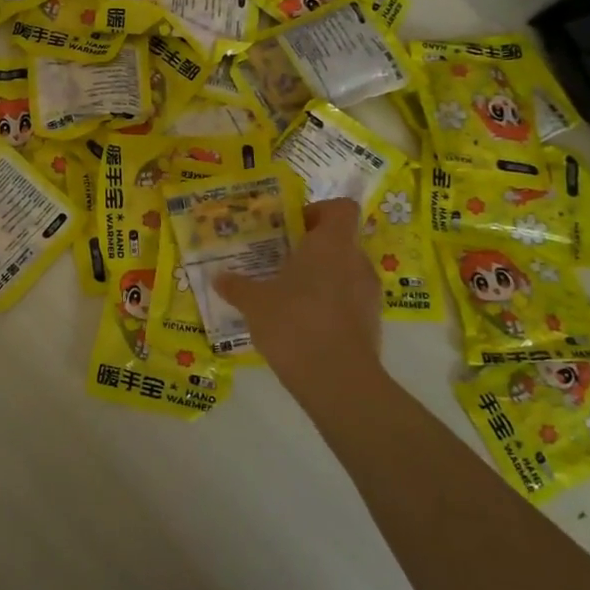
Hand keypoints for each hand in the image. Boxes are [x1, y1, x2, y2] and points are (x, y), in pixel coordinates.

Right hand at [215, 199, 387, 413]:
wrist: (338, 380)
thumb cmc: (294, 323)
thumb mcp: (254, 303)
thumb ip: (237, 286)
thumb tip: (218, 277)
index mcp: (331, 244)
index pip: (340, 208)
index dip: (318, 211)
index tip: (292, 227)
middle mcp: (356, 262)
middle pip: (339, 241)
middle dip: (311, 249)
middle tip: (280, 262)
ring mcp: (369, 295)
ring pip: (344, 273)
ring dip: (320, 279)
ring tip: (287, 296)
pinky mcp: (371, 324)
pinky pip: (348, 302)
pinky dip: (329, 306)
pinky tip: (301, 325)